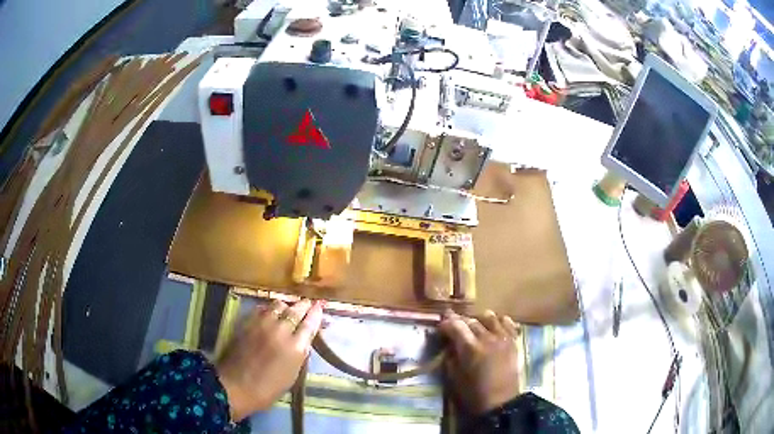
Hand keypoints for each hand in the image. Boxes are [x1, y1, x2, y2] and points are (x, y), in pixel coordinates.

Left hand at [216, 299, 323, 420]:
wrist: (236, 386)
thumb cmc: (268, 388)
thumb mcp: (292, 375)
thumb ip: (300, 354)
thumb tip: (305, 340)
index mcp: (295, 348)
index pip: (310, 323)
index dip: (316, 313)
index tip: (320, 306)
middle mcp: (281, 331)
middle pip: (295, 310)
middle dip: (303, 305)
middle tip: (308, 303)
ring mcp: (262, 324)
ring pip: (278, 305)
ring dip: (286, 306)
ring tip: (288, 309)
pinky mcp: (247, 322)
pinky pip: (262, 308)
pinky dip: (269, 308)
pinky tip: (270, 312)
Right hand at [439, 309, 520, 414]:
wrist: (501, 402)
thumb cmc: (474, 393)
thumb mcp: (454, 377)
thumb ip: (450, 357)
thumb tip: (449, 344)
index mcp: (470, 348)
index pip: (455, 325)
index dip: (446, 323)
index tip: (440, 327)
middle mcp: (487, 338)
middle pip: (471, 320)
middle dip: (459, 321)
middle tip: (453, 326)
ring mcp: (502, 338)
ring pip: (489, 317)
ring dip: (478, 319)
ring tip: (474, 326)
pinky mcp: (513, 341)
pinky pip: (507, 322)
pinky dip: (498, 321)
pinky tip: (493, 326)